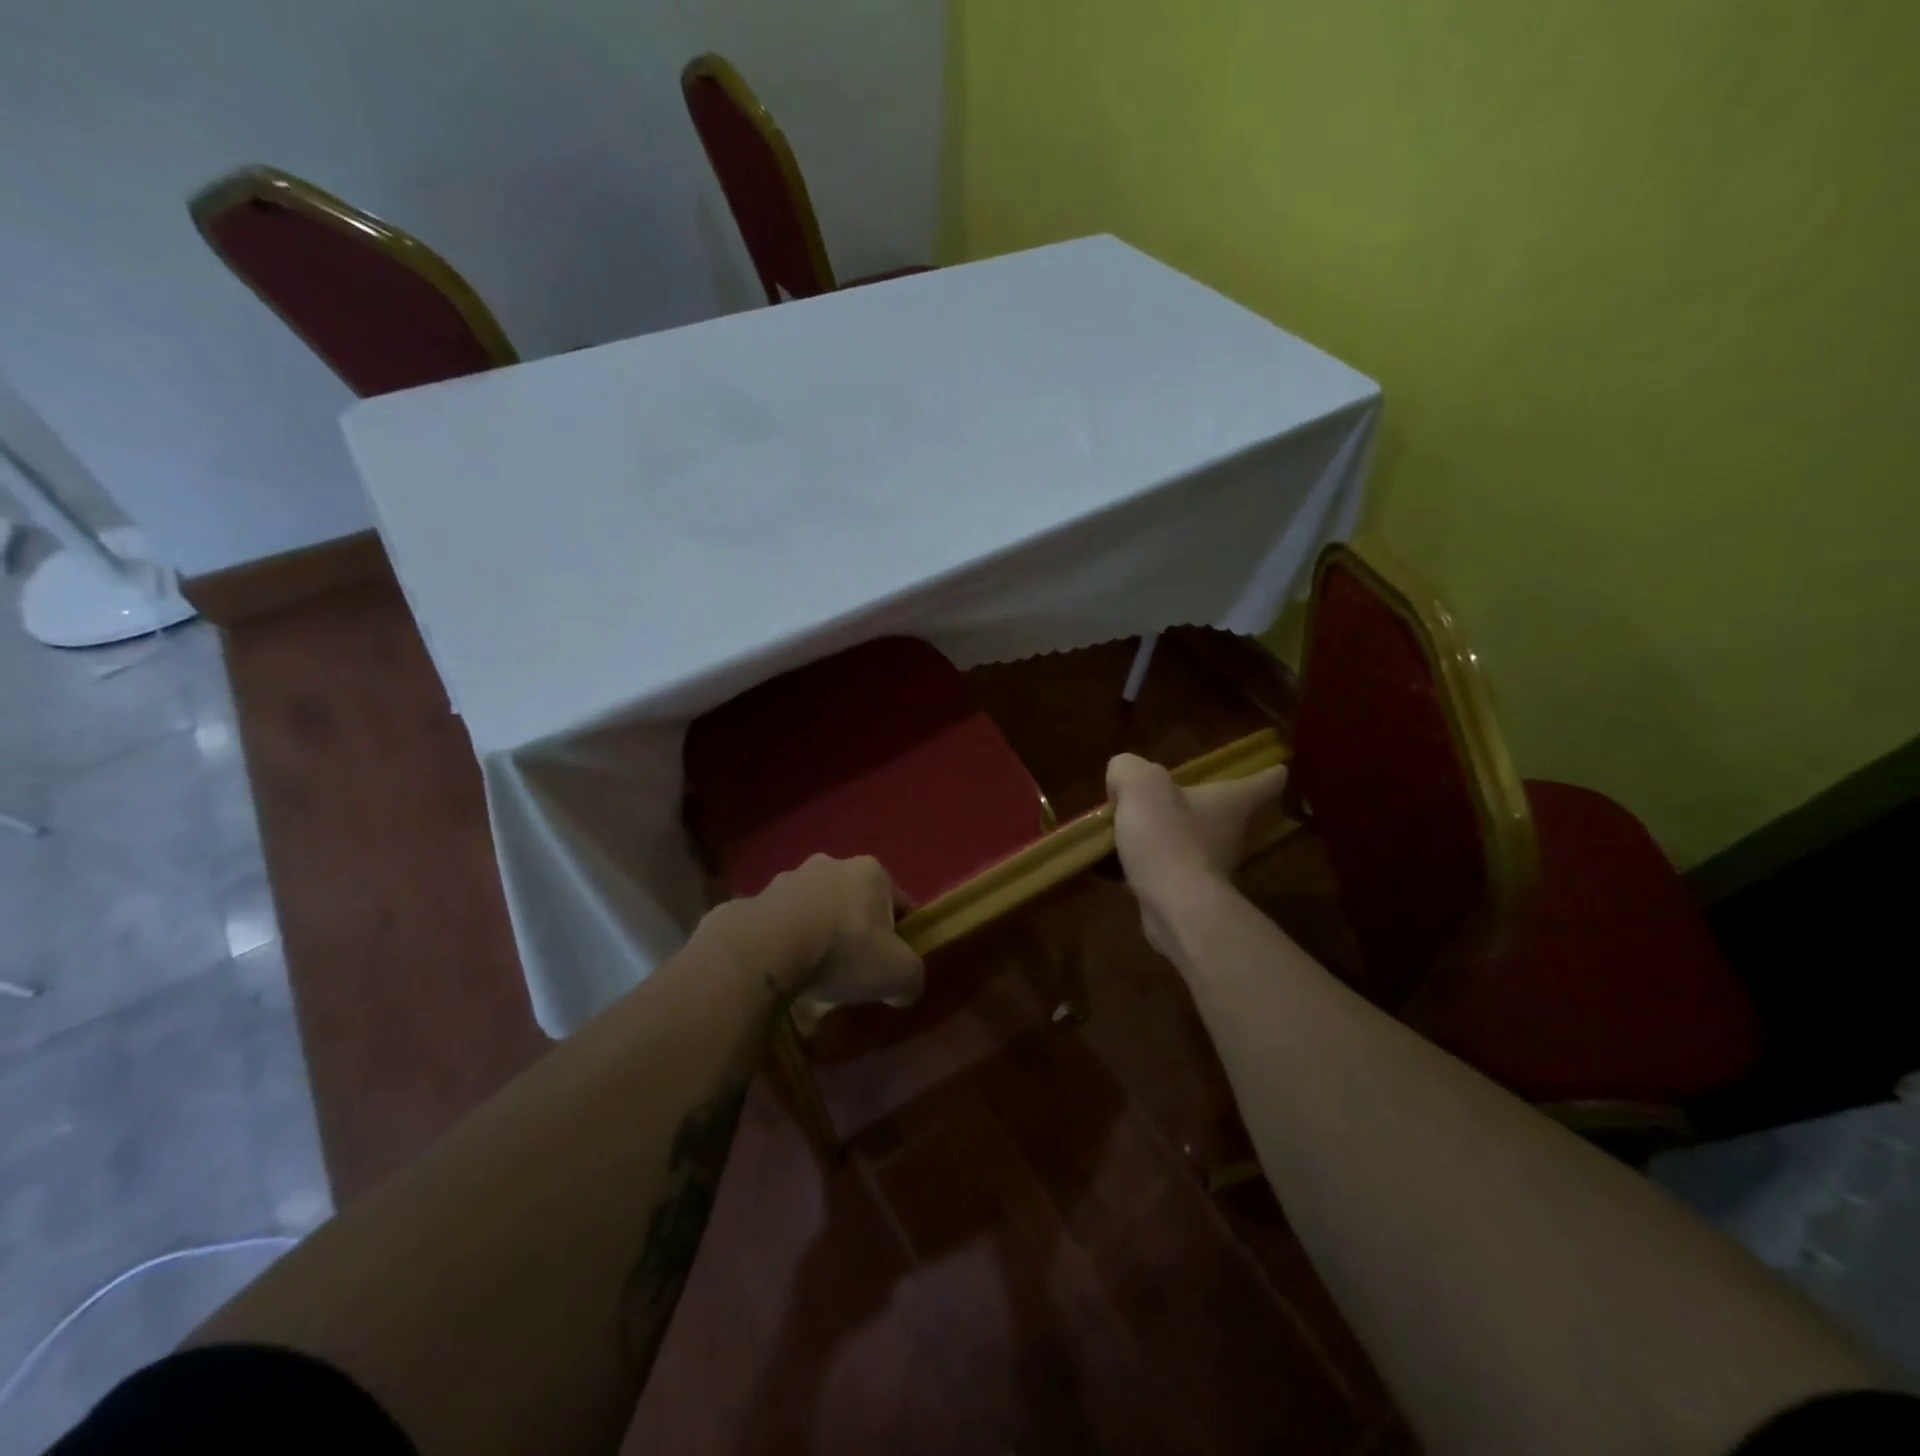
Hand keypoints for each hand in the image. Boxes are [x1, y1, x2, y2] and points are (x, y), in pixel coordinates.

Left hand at [745, 854, 924, 1010]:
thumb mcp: (898, 974)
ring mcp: (789, 878)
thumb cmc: (843, 952)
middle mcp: (831, 864)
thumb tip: (904, 988)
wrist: (766, 950)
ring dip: (818, 930)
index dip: (901, 934)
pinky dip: (784, 940)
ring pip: (815, 907)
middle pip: (854, 900)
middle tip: (854, 968)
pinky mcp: (755, 898)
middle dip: (856, 928)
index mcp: (871, 872)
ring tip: (813, 972)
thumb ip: (912, 978)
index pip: (898, 901)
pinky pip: (779, 922)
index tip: (894, 963)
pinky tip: (783, 969)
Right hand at [1106, 754, 1287, 956]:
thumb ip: (1129, 769)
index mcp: (1230, 801)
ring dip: (1177, 836)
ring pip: (1198, 843)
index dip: (1270, 773)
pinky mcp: (1192, 894)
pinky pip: (1172, 870)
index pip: (1264, 782)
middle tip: (1185, 796)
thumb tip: (1123, 781)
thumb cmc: (1167, 837)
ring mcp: (1214, 867)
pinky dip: (1154, 865)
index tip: (1279, 769)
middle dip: (1211, 805)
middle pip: (1230, 813)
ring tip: (1141, 830)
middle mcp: (1231, 833)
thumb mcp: (1141, 785)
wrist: (1174, 906)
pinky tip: (1122, 863)